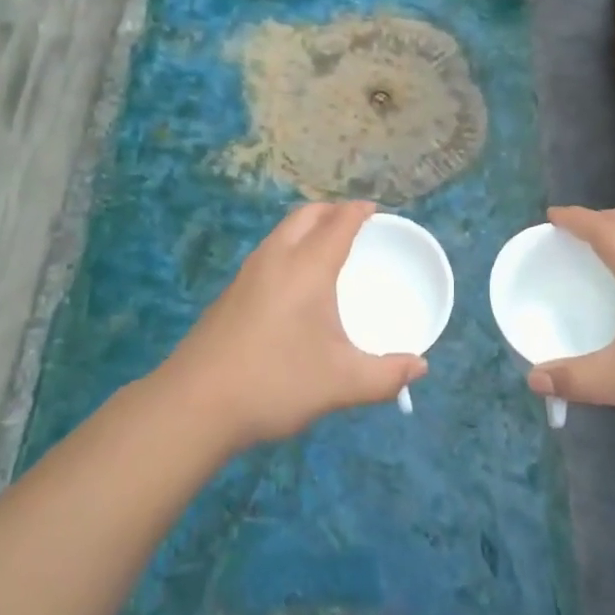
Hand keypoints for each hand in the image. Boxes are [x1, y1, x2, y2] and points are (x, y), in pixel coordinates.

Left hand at [161, 201, 426, 450]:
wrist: (194, 404)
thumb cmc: (275, 382)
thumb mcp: (341, 383)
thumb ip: (385, 375)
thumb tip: (419, 368)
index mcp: (308, 267)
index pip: (339, 222)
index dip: (360, 211)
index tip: (376, 210)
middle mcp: (277, 258)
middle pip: (307, 214)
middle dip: (333, 210)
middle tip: (355, 224)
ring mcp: (248, 273)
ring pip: (283, 231)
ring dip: (308, 226)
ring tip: (328, 247)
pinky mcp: (231, 292)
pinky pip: (269, 251)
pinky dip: (290, 245)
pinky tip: (294, 282)